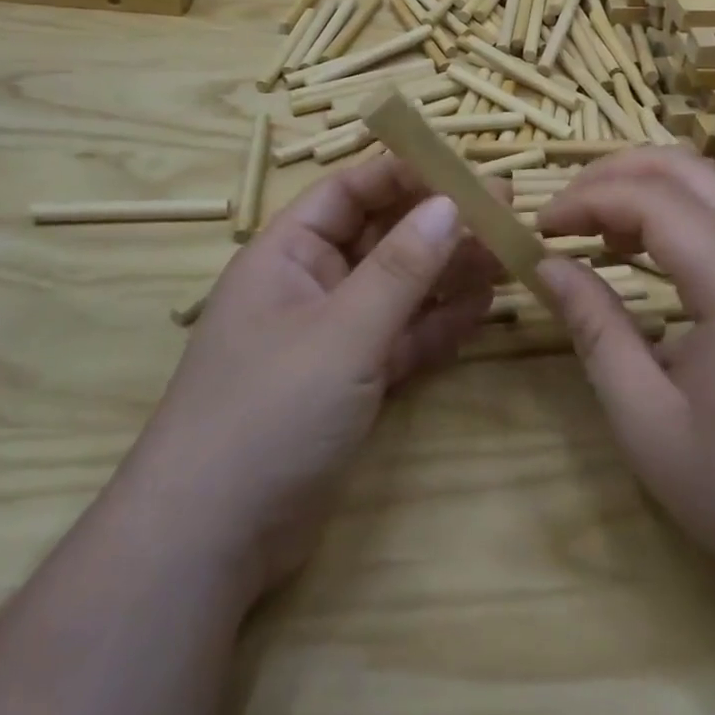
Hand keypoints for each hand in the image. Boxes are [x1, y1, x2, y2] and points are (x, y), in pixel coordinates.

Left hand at [131, 156, 499, 598]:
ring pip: (398, 289)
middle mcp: (310, 285)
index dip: (406, 175)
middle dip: (439, 225)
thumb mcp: (343, 332)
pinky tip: (481, 310)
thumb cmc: (268, 412)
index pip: (351, 191)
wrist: (210, 544)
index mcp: (288, 254)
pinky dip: (437, 325)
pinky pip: (401, 338)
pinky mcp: (350, 383)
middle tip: (503, 212)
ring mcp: (331, 337)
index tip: (464, 170)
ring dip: (448, 273)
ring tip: (504, 257)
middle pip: (382, 237)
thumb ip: (402, 268)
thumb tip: (452, 203)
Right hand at [536, 148, 714, 600]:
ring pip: (707, 183)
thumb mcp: (649, 423)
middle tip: (564, 211)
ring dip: (643, 186)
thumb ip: (596, 332)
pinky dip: (671, 210)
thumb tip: (549, 265)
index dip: (586, 200)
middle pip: (685, 167)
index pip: (651, 199)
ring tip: (594, 229)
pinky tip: (640, 250)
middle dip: (613, 173)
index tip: (539, 229)